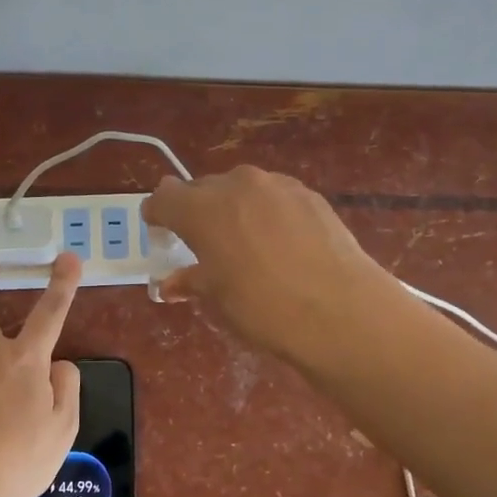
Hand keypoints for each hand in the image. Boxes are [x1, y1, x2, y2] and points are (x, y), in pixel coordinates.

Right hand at [142, 166, 396, 361]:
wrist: (339, 311)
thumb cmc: (263, 307)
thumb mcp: (218, 298)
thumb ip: (190, 281)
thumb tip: (170, 283)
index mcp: (202, 208)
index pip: (164, 197)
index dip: (158, 214)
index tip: (160, 232)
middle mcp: (236, 185)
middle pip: (203, 188)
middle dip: (196, 212)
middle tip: (202, 246)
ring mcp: (277, 185)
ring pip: (242, 190)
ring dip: (234, 210)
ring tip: (245, 246)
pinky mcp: (310, 195)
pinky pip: (274, 198)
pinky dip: (267, 214)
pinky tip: (280, 245)